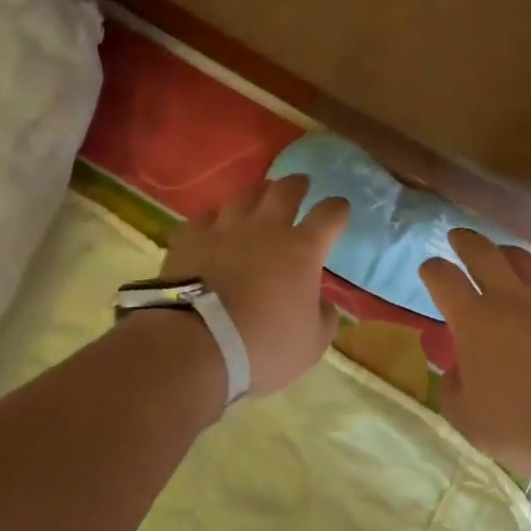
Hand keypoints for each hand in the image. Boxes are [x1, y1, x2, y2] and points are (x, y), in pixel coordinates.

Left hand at [159, 175, 349, 396]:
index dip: (337, 209)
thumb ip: (324, 317)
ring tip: (261, 194)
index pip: (329, 215)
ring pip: (245, 196)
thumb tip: (323, 303)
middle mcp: (266, 228)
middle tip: (300, 183)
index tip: (340, 208)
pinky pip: (206, 217)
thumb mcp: (312, 344)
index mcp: (302, 250)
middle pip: (285, 191)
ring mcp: (225, 229)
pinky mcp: (190, 238)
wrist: (196, 346)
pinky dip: (216, 218)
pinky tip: (215, 224)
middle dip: (297, 184)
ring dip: (258, 193)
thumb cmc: (263, 346)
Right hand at [420, 229, 530, 483]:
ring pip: (529, 261)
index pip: (443, 278)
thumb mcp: (469, 421)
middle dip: (467, 241)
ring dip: (512, 256)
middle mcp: (512, 298)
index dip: (433, 270)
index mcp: (475, 320)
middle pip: (484, 252)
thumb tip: (457, 370)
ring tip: (508, 257)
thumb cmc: (526, 428)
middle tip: (459, 236)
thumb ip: (454, 389)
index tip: (429, 269)